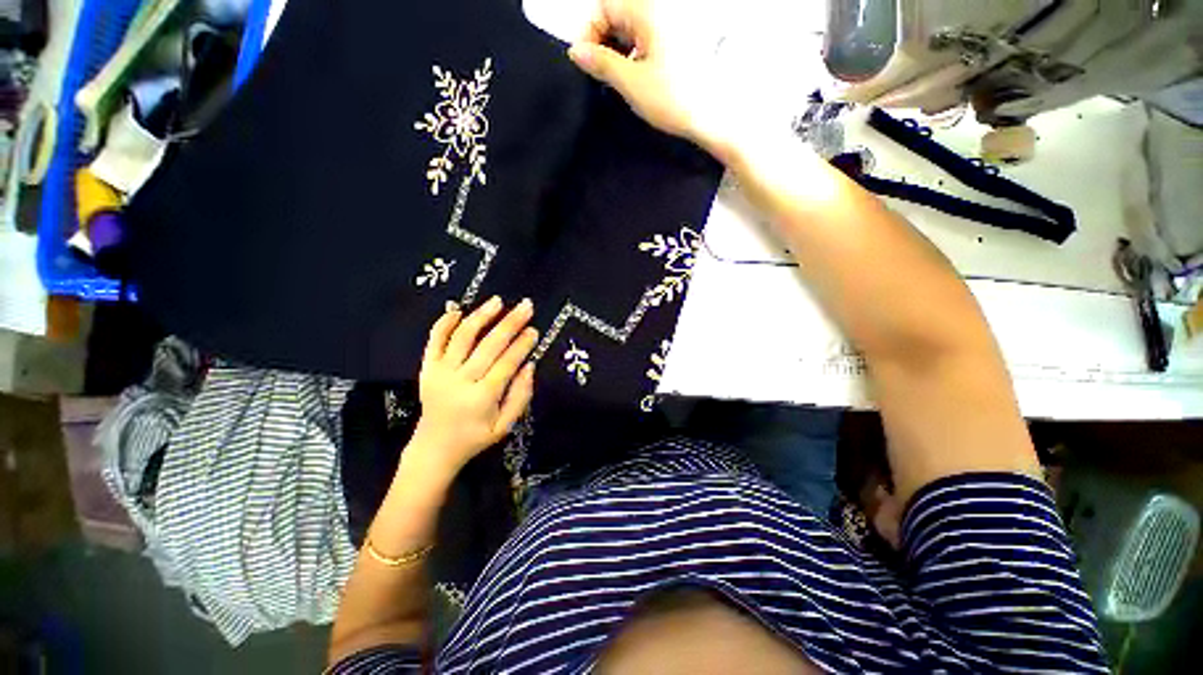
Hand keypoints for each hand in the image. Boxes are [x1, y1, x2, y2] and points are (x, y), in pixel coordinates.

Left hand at [408, 297, 537, 476]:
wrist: (434, 447)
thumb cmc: (475, 437)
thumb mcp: (505, 426)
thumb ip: (520, 396)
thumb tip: (529, 365)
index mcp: (481, 398)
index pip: (506, 363)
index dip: (522, 345)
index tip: (535, 330)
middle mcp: (460, 381)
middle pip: (488, 346)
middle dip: (510, 323)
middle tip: (526, 306)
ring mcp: (440, 373)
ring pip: (462, 337)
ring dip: (481, 316)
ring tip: (498, 301)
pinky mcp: (426, 368)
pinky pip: (434, 341)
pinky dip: (444, 323)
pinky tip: (458, 309)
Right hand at [568, 0, 735, 155]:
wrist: (714, 116)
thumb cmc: (674, 98)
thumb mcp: (631, 82)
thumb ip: (601, 63)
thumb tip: (576, 51)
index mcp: (648, 8)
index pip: (603, 5)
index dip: (589, 32)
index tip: (586, 63)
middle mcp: (662, 7)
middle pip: (618, 13)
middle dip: (604, 41)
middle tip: (602, 74)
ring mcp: (673, 22)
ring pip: (632, 26)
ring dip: (619, 49)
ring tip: (621, 80)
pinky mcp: (680, 38)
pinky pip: (648, 36)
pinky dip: (636, 52)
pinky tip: (638, 76)